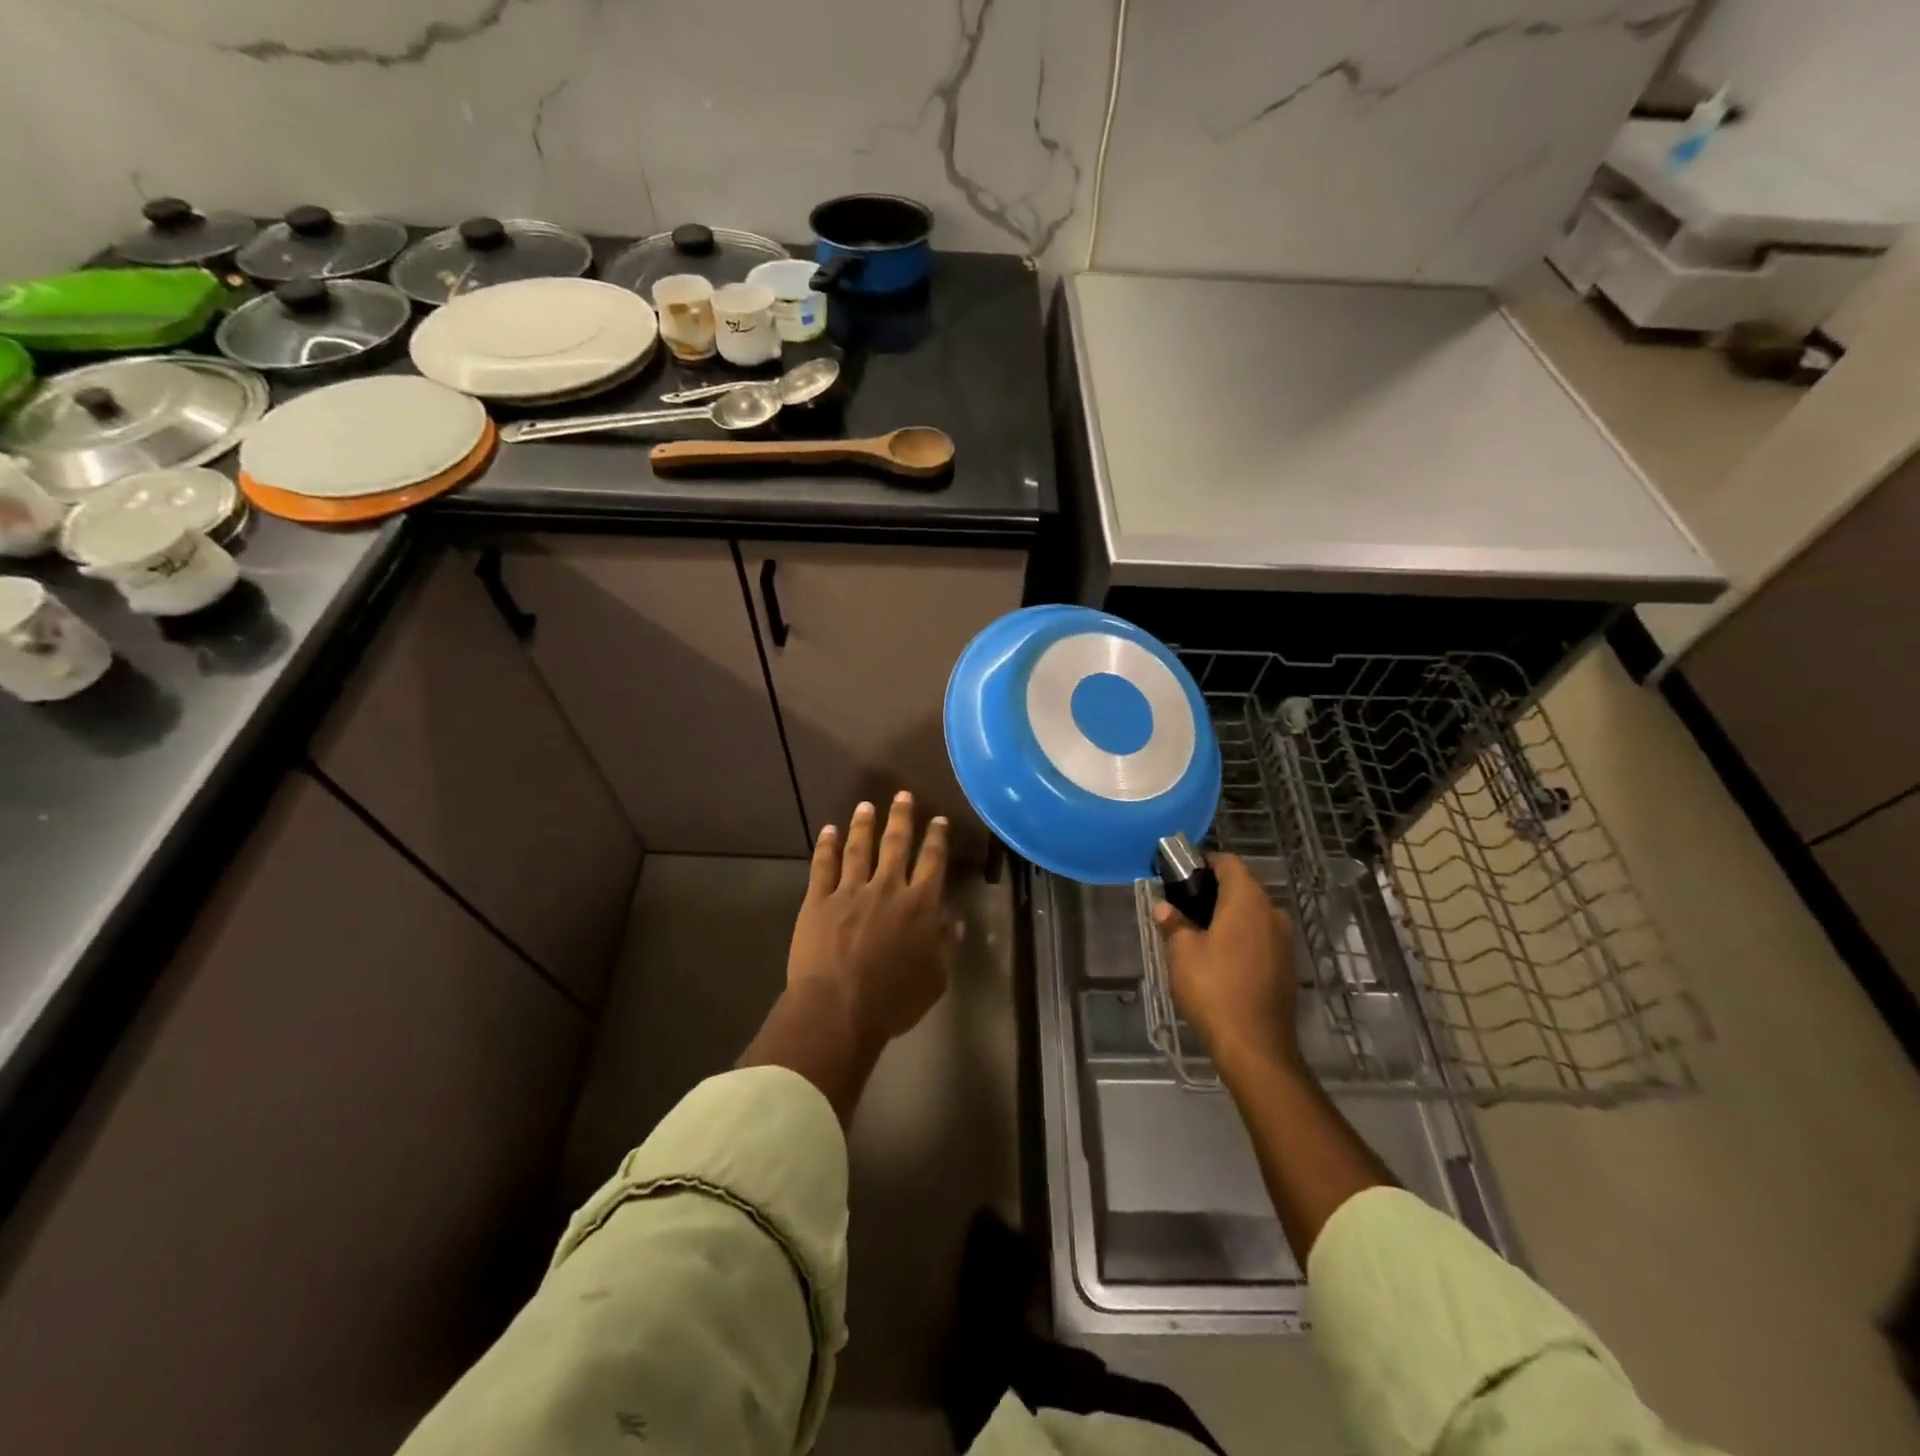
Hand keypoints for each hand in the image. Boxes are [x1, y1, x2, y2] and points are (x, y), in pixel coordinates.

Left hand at [787, 792, 952, 1048]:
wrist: (838, 1010)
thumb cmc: (892, 1001)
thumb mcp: (935, 979)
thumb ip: (945, 946)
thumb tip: (953, 921)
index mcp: (919, 905)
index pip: (932, 862)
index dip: (937, 838)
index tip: (939, 820)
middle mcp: (887, 888)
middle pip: (896, 844)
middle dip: (902, 817)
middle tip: (903, 795)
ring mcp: (850, 891)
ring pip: (859, 848)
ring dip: (864, 824)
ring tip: (866, 805)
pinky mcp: (818, 900)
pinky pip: (823, 866)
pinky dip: (827, 846)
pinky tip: (829, 830)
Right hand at [1153, 853, 1299, 1074]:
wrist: (1254, 1046)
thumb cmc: (1214, 988)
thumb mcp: (1182, 952)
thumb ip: (1174, 923)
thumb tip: (1164, 908)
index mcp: (1247, 900)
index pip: (1228, 863)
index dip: (1203, 863)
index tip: (1180, 875)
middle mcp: (1271, 912)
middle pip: (1241, 887)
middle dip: (1212, 891)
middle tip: (1181, 906)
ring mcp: (1283, 940)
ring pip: (1251, 914)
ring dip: (1226, 916)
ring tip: (1196, 933)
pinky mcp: (1285, 965)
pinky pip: (1259, 937)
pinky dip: (1239, 937)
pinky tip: (1218, 958)